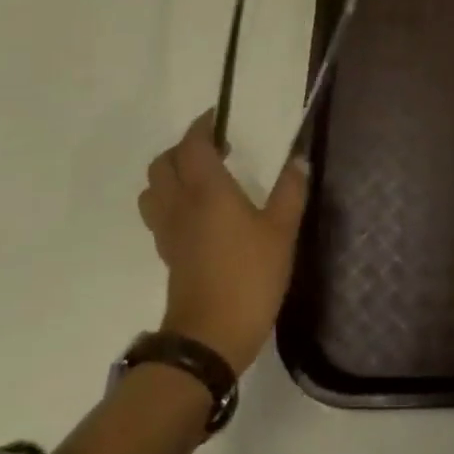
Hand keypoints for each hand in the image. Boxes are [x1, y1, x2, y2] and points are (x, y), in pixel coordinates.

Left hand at [136, 112, 311, 375]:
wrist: (211, 336)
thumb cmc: (250, 276)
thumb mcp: (283, 230)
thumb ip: (291, 190)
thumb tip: (299, 159)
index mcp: (207, 191)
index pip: (193, 145)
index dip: (203, 126)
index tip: (220, 117)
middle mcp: (180, 204)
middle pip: (164, 163)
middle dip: (185, 147)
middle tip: (217, 148)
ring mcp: (169, 231)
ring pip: (154, 188)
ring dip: (172, 173)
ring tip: (203, 177)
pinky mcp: (168, 253)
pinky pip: (160, 213)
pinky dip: (172, 199)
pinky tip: (201, 211)